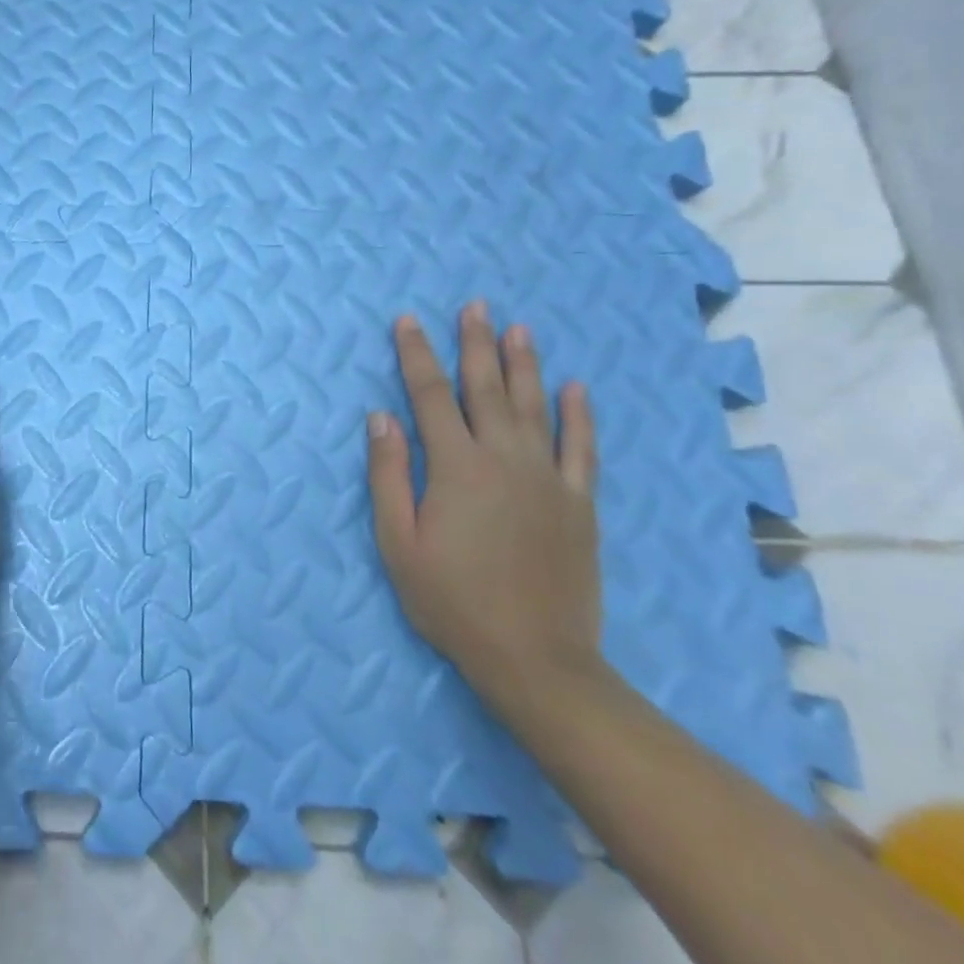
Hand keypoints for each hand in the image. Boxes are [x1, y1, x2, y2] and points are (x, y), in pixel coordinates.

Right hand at [366, 302, 602, 709]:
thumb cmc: (452, 600)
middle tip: (474, 306)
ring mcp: (548, 479)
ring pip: (535, 407)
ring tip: (518, 328)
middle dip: (475, 344)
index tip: (408, 321)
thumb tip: (381, 416)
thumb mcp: (398, 542)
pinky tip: (575, 388)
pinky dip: (579, 416)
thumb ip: (389, 474)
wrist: (535, 658)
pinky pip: (582, 448)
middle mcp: (504, 459)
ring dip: (524, 364)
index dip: (416, 354)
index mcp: (456, 467)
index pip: (429, 395)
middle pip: (486, 389)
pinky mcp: (579, 503)